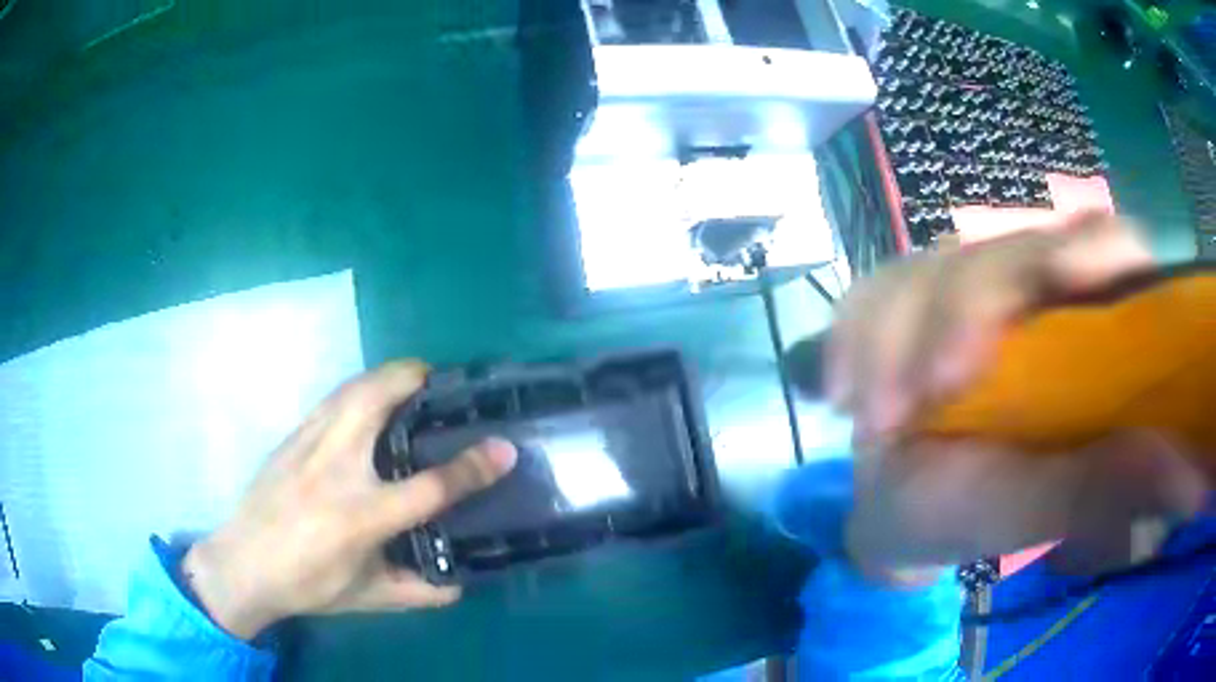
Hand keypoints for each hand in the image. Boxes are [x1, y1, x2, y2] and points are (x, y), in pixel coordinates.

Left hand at [181, 361, 517, 639]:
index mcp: (360, 517)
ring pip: (352, 387)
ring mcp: (308, 445)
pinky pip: (333, 398)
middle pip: (376, 399)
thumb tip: (461, 585)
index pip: (428, 486)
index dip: (472, 467)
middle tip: (443, 386)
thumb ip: (419, 592)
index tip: (505, 448)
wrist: (242, 564)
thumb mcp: (367, 598)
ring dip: (387, 377)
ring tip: (411, 386)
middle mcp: (334, 469)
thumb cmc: (307, 584)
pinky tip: (367, 407)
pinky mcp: (292, 436)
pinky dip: (359, 390)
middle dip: (415, 379)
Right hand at [826, 214, 1206, 578]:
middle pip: (1006, 251)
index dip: (1093, 248)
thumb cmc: (974, 516)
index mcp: (1081, 330)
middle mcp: (1029, 292)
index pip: (1106, 249)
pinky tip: (835, 389)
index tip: (1069, 278)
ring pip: (929, 265)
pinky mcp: (905, 297)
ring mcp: (962, 287)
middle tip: (924, 397)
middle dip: (960, 312)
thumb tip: (1176, 462)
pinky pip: (871, 290)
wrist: (899, 512)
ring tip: (872, 422)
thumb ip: (1098, 487)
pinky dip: (850, 335)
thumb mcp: (1036, 510)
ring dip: (893, 336)